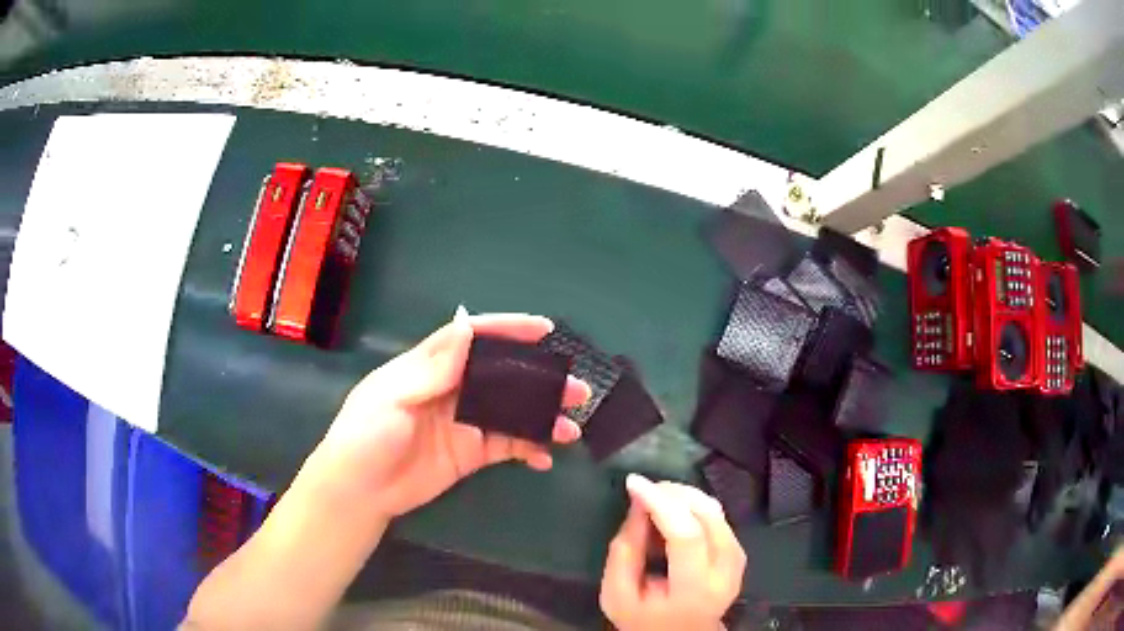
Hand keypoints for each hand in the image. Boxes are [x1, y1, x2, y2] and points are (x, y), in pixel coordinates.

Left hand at [309, 309, 590, 518]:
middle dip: (540, 379)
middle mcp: (452, 389)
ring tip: (571, 428)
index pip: (473, 339)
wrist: (359, 491)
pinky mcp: (471, 453)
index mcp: (430, 366)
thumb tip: (467, 325)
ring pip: (512, 412)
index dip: (508, 330)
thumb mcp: (393, 397)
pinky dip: (529, 449)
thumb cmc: (366, 436)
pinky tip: (546, 458)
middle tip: (576, 389)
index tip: (545, 330)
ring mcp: (465, 423)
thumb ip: (433, 368)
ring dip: (542, 417)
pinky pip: (508, 446)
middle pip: (503, 376)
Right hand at [600, 475, 745, 630]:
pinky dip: (695, 505)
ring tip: (656, 497)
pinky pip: (719, 517)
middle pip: (709, 517)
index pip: (686, 536)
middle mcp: (725, 573)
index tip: (634, 483)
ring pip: (717, 512)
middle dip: (674, 494)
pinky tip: (674, 508)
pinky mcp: (738, 553)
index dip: (661, 503)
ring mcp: (737, 562)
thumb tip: (639, 505)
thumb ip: (624, 552)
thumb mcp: (617, 594)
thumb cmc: (644, 619)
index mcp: (694, 590)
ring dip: (685, 496)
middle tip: (645, 489)